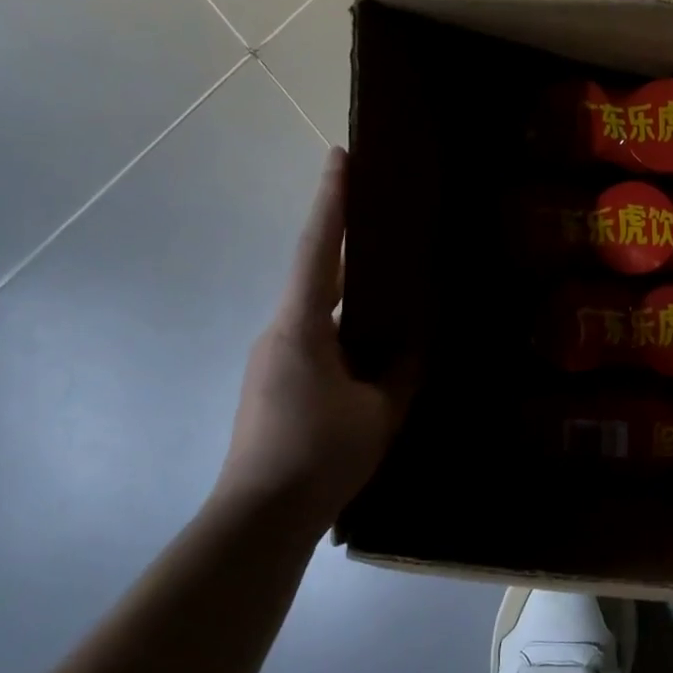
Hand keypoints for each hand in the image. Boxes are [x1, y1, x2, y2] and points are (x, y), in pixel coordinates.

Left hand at [215, 147, 412, 527]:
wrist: (259, 517)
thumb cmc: (321, 455)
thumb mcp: (380, 410)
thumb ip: (401, 370)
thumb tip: (413, 344)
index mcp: (302, 328)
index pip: (318, 251)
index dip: (331, 202)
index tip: (339, 156)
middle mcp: (279, 333)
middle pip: (315, 275)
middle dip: (345, 243)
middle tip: (382, 218)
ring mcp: (271, 360)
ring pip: (317, 313)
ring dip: (350, 297)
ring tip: (392, 292)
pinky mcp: (272, 385)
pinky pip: (314, 341)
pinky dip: (344, 332)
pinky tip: (372, 351)